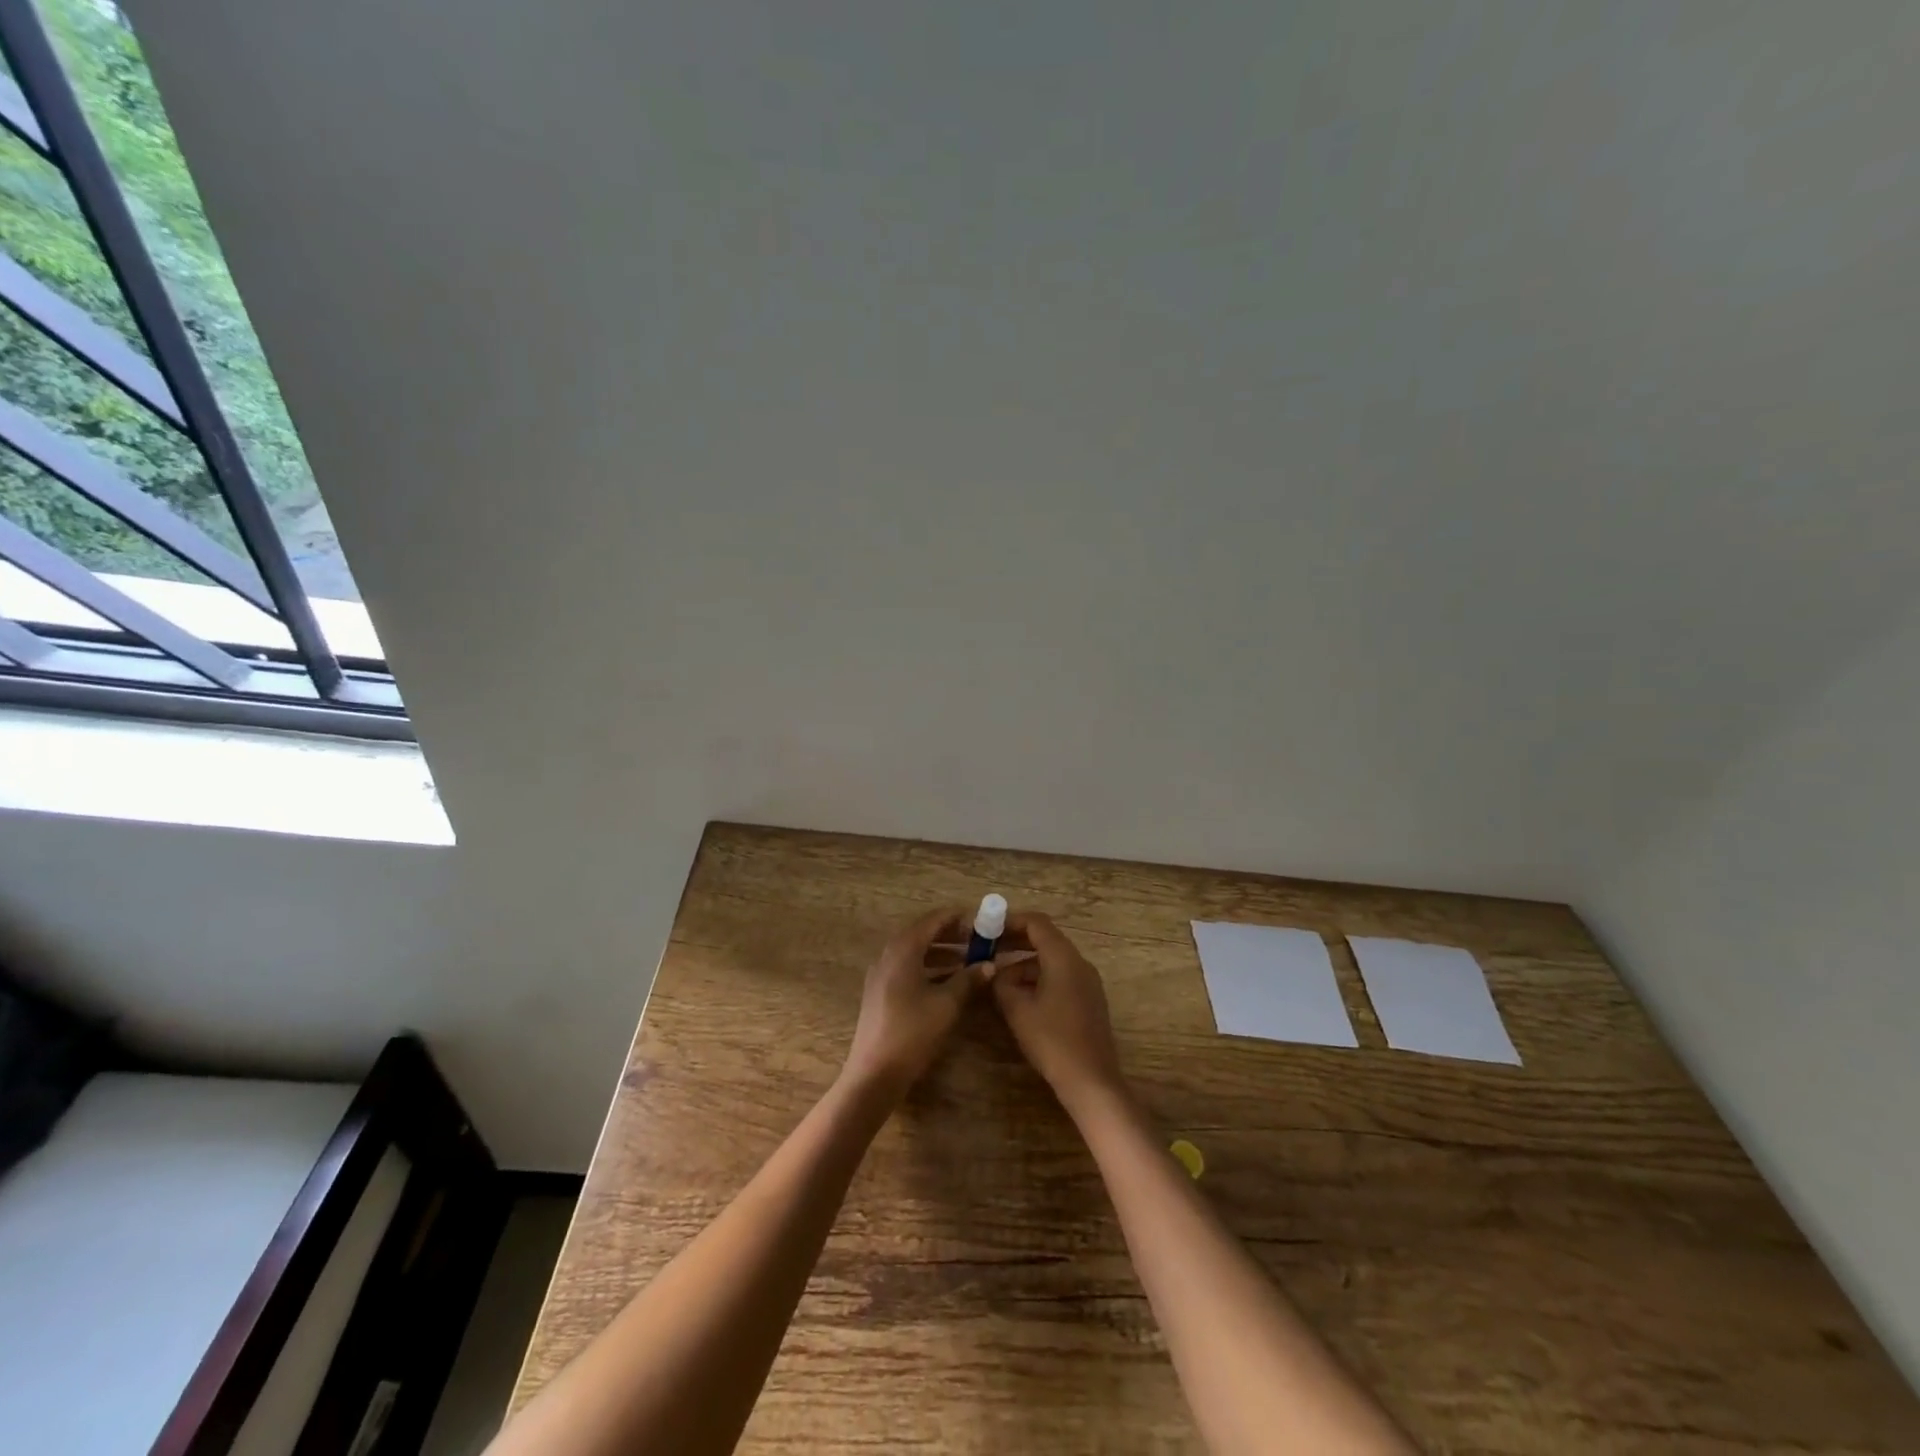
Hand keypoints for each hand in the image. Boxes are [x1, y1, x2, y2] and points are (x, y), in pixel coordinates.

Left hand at [840, 907, 992, 1103]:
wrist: (874, 1074)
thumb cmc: (912, 1033)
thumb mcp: (946, 1004)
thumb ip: (968, 980)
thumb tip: (989, 964)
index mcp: (903, 949)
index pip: (933, 920)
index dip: (958, 918)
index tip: (982, 920)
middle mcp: (889, 954)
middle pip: (923, 933)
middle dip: (951, 934)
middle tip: (979, 939)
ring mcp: (881, 974)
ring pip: (915, 952)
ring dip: (941, 952)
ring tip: (969, 959)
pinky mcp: (880, 992)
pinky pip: (908, 967)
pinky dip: (929, 967)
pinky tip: (948, 981)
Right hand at [992, 911, 1128, 1115]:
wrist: (1091, 1081)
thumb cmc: (1052, 1040)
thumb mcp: (1017, 1009)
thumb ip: (1002, 983)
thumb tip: (995, 973)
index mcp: (1063, 957)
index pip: (1036, 923)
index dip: (1010, 921)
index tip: (987, 929)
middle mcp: (1079, 962)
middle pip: (1045, 939)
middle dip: (1015, 942)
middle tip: (988, 949)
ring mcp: (1087, 982)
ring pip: (1051, 960)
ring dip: (1024, 964)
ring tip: (998, 981)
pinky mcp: (1089, 1000)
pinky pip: (1060, 977)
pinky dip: (1038, 979)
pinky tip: (1020, 998)